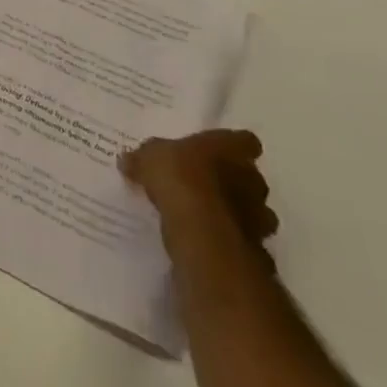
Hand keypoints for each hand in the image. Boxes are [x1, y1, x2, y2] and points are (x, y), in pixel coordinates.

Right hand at [119, 129, 277, 252]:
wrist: (200, 229)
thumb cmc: (179, 176)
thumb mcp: (149, 158)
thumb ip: (143, 158)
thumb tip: (127, 159)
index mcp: (230, 148)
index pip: (245, 141)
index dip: (233, 147)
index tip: (216, 152)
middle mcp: (252, 177)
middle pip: (251, 177)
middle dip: (235, 183)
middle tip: (207, 186)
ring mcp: (258, 214)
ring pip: (255, 211)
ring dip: (238, 214)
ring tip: (209, 217)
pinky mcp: (256, 245)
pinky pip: (246, 240)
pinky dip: (232, 239)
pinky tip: (210, 240)